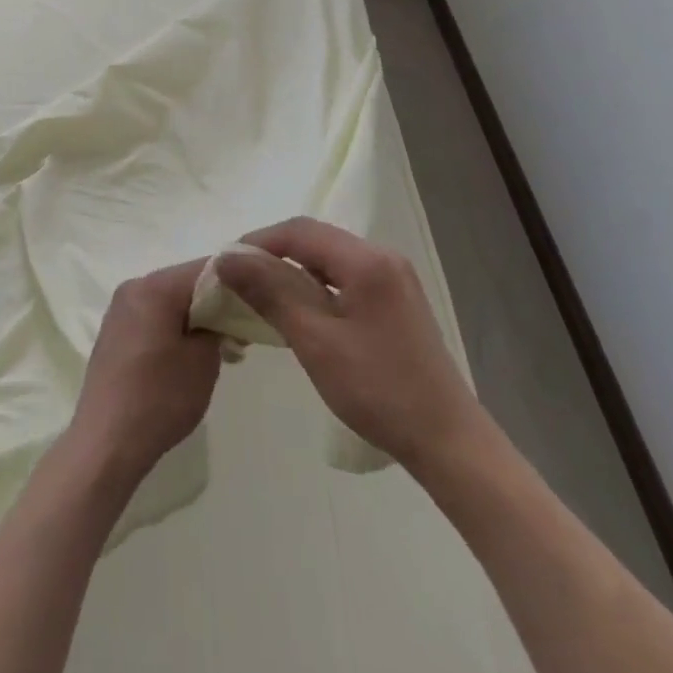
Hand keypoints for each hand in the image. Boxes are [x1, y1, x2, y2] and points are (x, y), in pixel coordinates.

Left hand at [70, 260, 221, 485]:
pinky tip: (190, 354)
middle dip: (216, 301)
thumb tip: (219, 316)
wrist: (106, 442)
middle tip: (243, 329)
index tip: (259, 299)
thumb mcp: (203, 361)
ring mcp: (121, 309)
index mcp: (155, 287)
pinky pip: (153, 316)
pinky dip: (175, 326)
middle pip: (185, 282)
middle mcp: (134, 287)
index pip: (206, 268)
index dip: (237, 280)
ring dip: (196, 316)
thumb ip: (217, 326)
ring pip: (169, 300)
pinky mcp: (115, 331)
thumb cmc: (159, 398)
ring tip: (222, 346)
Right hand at [215, 218, 485, 476]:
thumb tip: (228, 258)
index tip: (225, 265)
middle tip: (238, 281)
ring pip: (329, 259)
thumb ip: (271, 292)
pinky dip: (315, 286)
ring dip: (292, 271)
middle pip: (315, 240)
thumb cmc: (378, 390)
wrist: (447, 441)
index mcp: (366, 260)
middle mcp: (383, 256)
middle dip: (272, 255)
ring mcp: (394, 277)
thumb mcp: (315, 340)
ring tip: (261, 296)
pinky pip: (345, 277)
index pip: (299, 231)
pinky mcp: (396, 299)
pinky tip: (300, 311)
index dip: (257, 242)